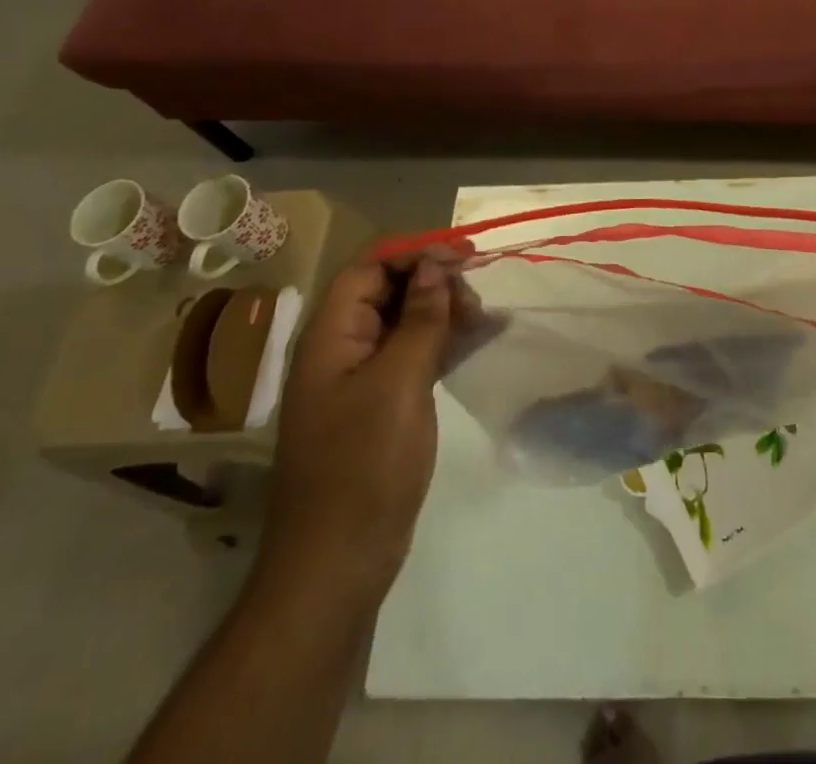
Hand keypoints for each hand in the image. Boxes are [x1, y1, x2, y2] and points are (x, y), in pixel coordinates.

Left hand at [260, 242, 470, 600]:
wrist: (337, 563)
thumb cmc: (364, 465)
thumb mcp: (399, 382)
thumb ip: (421, 318)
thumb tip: (436, 265)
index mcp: (331, 336)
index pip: (369, 267)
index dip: (415, 252)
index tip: (464, 255)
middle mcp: (341, 348)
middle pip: (387, 290)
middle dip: (433, 281)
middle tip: (476, 296)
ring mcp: (360, 379)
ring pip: (404, 321)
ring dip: (443, 310)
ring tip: (484, 320)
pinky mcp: (380, 405)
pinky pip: (412, 354)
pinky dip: (443, 341)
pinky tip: (478, 341)